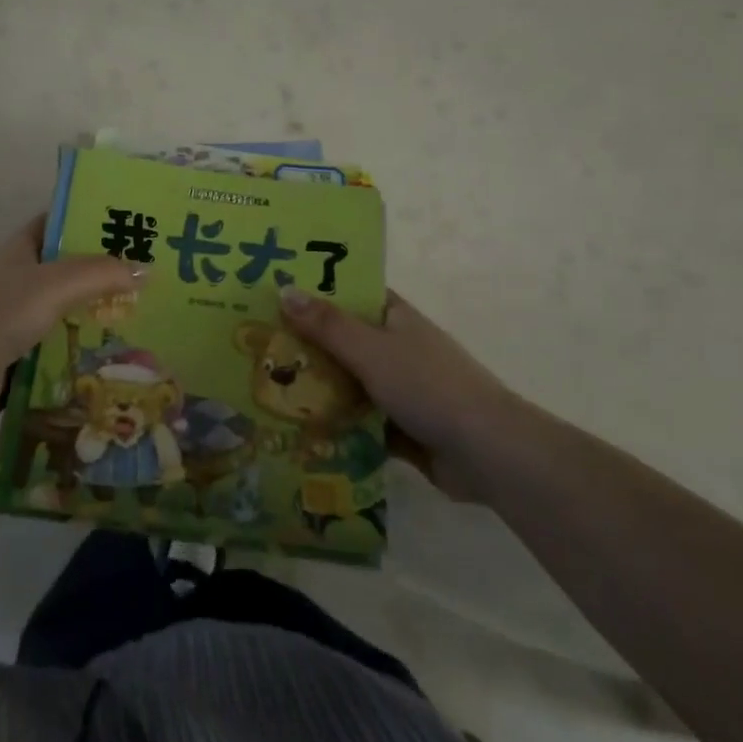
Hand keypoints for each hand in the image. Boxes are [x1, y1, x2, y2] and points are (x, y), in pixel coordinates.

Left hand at [0, 217, 140, 438]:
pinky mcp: (20, 362)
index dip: (88, 220)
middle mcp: (19, 283)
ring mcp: (18, 324)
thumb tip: (148, 270)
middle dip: (105, 275)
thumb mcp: (54, 284)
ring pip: (68, 316)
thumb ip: (100, 274)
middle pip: (69, 273)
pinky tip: (120, 360)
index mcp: (20, 253)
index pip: (56, 224)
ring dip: (99, 320)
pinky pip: (61, 354)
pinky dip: (85, 356)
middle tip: (154, 278)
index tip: (130, 224)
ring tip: (149, 321)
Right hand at [279, 287, 512, 501]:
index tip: (274, 295)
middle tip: (256, 346)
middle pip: (344, 341)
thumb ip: (327, 325)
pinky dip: (335, 424)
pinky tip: (296, 430)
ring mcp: (401, 389)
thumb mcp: (370, 349)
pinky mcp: (402, 428)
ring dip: (317, 388)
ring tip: (264, 388)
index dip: (316, 292)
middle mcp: (398, 348)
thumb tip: (284, 289)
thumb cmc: (427, 386)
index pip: (351, 294)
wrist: (486, 452)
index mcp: (395, 318)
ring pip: (348, 382)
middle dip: (306, 345)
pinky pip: (359, 420)